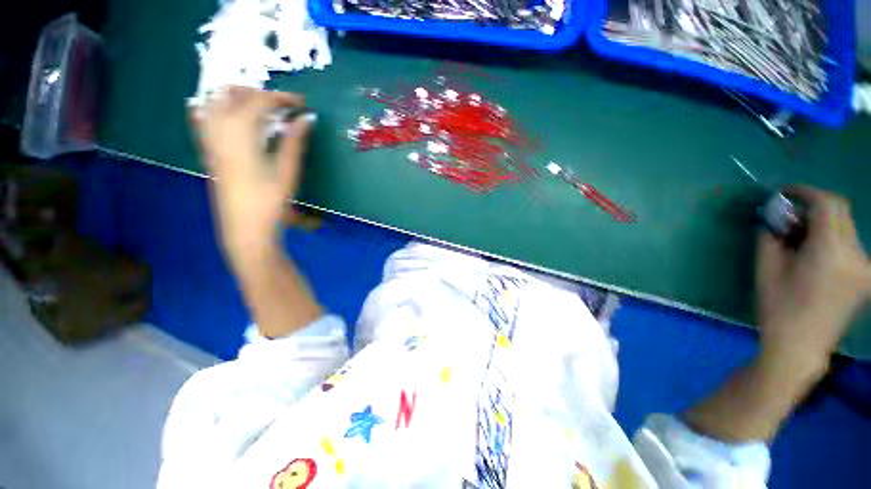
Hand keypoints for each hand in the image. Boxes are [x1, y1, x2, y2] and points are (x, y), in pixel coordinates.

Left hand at [192, 86, 311, 265]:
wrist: (245, 229)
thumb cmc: (270, 202)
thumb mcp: (288, 171)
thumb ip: (295, 141)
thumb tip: (306, 118)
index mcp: (240, 135)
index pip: (259, 102)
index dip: (282, 98)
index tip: (301, 103)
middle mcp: (219, 132)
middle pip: (232, 95)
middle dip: (259, 94)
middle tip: (282, 107)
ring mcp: (210, 143)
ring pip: (214, 104)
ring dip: (237, 99)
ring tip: (260, 110)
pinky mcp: (209, 154)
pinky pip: (205, 121)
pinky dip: (219, 111)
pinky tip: (233, 119)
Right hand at [756, 187, 870, 376]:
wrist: (801, 346)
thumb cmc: (778, 308)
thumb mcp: (766, 269)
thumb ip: (772, 237)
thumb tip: (775, 218)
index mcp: (831, 252)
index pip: (827, 204)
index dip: (806, 192)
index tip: (786, 193)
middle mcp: (856, 254)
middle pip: (841, 211)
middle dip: (814, 206)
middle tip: (789, 216)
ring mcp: (865, 266)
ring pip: (846, 226)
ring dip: (823, 223)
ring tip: (800, 238)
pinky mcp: (865, 276)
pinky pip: (850, 243)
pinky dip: (831, 238)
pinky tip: (815, 254)